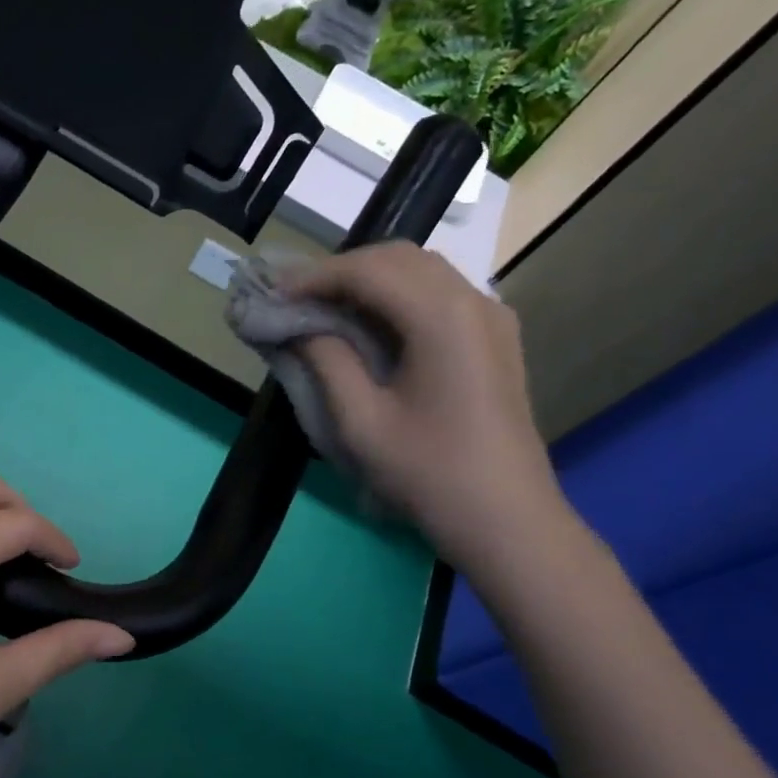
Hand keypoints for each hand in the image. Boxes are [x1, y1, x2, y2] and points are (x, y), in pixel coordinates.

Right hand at [289, 241, 565, 567]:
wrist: (506, 519)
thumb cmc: (428, 473)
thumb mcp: (361, 421)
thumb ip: (326, 360)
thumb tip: (298, 325)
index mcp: (442, 317)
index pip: (368, 270)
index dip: (313, 277)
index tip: (272, 294)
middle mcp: (473, 301)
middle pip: (398, 258)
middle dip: (340, 271)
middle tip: (294, 298)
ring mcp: (491, 317)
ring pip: (421, 271)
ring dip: (368, 279)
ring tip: (323, 308)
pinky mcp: (495, 337)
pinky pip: (439, 294)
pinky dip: (396, 295)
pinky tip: (369, 324)